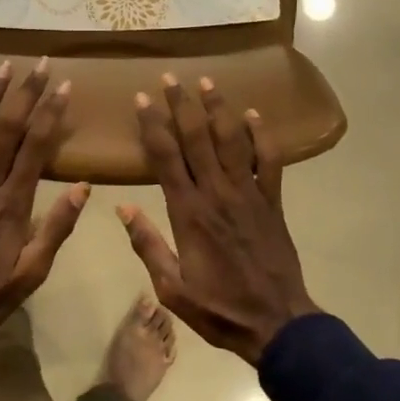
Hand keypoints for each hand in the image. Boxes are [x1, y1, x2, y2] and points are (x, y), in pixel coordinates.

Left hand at [0, 59, 89, 336]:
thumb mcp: (32, 272)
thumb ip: (57, 228)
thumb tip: (84, 187)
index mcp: (13, 204)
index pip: (36, 147)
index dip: (50, 113)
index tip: (63, 86)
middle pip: (6, 129)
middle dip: (24, 93)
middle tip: (37, 64)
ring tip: (1, 67)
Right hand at [117, 75, 318, 363]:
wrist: (277, 323)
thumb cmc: (219, 309)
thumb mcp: (172, 288)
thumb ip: (147, 245)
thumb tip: (122, 207)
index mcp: (188, 213)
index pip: (166, 158)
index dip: (153, 125)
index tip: (142, 99)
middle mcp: (217, 193)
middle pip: (197, 138)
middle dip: (181, 104)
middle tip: (170, 77)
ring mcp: (249, 193)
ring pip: (232, 140)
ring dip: (218, 108)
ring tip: (207, 81)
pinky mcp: (273, 200)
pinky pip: (269, 160)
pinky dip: (262, 134)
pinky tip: (253, 113)